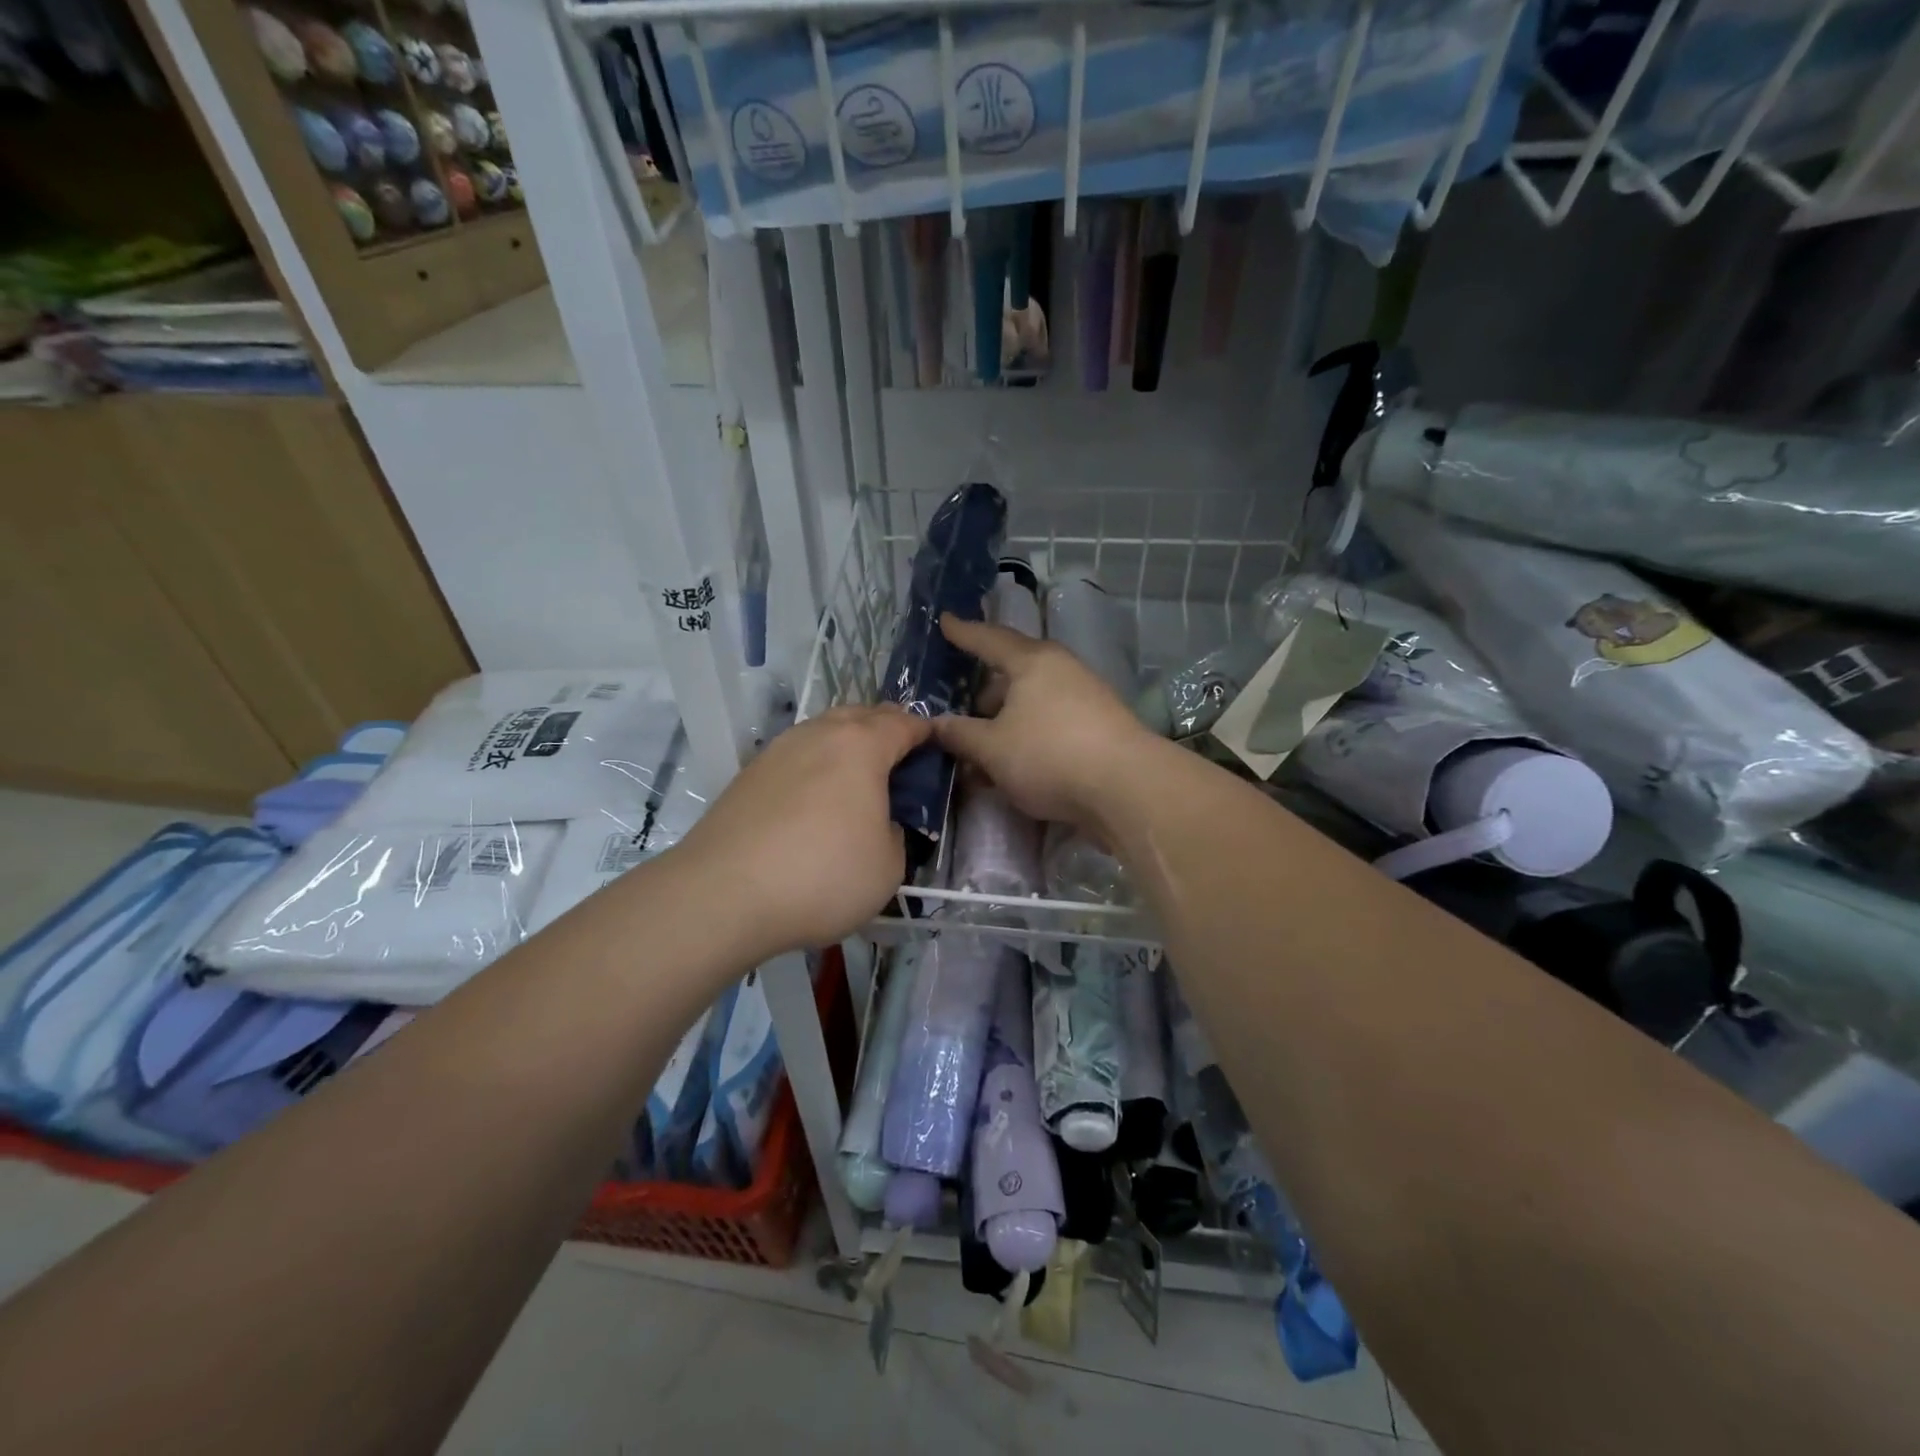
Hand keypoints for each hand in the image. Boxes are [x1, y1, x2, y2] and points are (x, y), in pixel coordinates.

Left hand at [673, 706, 931, 957]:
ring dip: (846, 746)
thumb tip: (877, 822)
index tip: (937, 748)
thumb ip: (894, 832)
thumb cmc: (822, 876)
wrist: (722, 895)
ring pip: (823, 732)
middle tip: (899, 762)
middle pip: (861, 716)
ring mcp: (777, 750)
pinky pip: (796, 757)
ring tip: (856, 782)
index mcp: (861, 745)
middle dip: (885, 730)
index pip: (904, 724)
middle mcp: (818, 734)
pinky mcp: (748, 774)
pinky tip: (815, 801)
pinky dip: (815, 767)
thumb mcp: (889, 866)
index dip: (926, 733)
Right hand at [931, 613, 1161, 835]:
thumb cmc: (1049, 755)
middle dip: (985, 694)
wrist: (1127, 788)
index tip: (945, 621)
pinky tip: (1013, 769)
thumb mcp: (992, 748)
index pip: (989, 639)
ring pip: (1032, 705)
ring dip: (1005, 725)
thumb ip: (959, 735)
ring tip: (982, 753)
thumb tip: (934, 725)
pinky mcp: (1099, 729)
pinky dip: (1027, 739)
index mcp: (1033, 662)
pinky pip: (1050, 725)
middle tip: (962, 712)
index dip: (963, 633)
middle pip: (1014, 675)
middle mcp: (1061, 671)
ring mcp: (1085, 699)